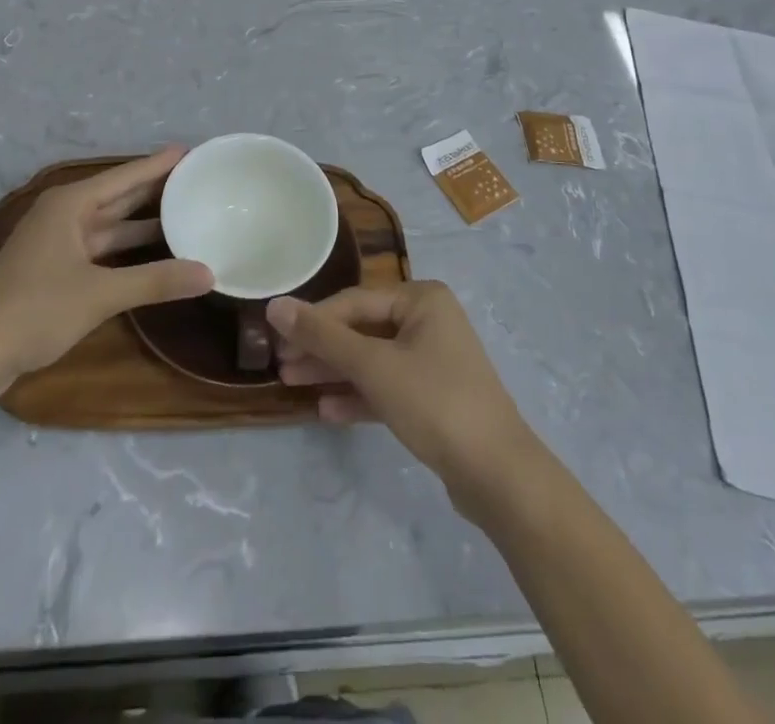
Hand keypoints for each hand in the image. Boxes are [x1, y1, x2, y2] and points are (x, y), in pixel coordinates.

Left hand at [0, 148, 212, 384]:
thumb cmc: (33, 309)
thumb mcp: (99, 294)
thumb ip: (155, 281)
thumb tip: (209, 273)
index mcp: (70, 204)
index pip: (125, 176)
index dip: (158, 164)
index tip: (191, 150)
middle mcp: (65, 216)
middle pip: (119, 197)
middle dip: (155, 189)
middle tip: (196, 179)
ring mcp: (59, 245)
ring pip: (111, 226)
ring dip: (144, 223)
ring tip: (185, 213)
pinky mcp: (56, 272)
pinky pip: (103, 250)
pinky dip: (129, 251)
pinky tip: (155, 255)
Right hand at [268, 281, 538, 516]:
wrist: (498, 475)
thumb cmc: (435, 402)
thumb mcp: (373, 366)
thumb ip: (322, 336)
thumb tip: (275, 306)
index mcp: (421, 299)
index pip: (354, 301)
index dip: (312, 320)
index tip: (276, 340)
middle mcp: (429, 321)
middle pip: (362, 329)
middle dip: (321, 348)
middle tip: (281, 366)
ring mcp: (433, 360)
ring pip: (372, 360)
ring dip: (334, 372)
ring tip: (292, 385)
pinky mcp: (434, 397)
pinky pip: (387, 387)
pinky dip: (359, 396)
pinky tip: (327, 411)